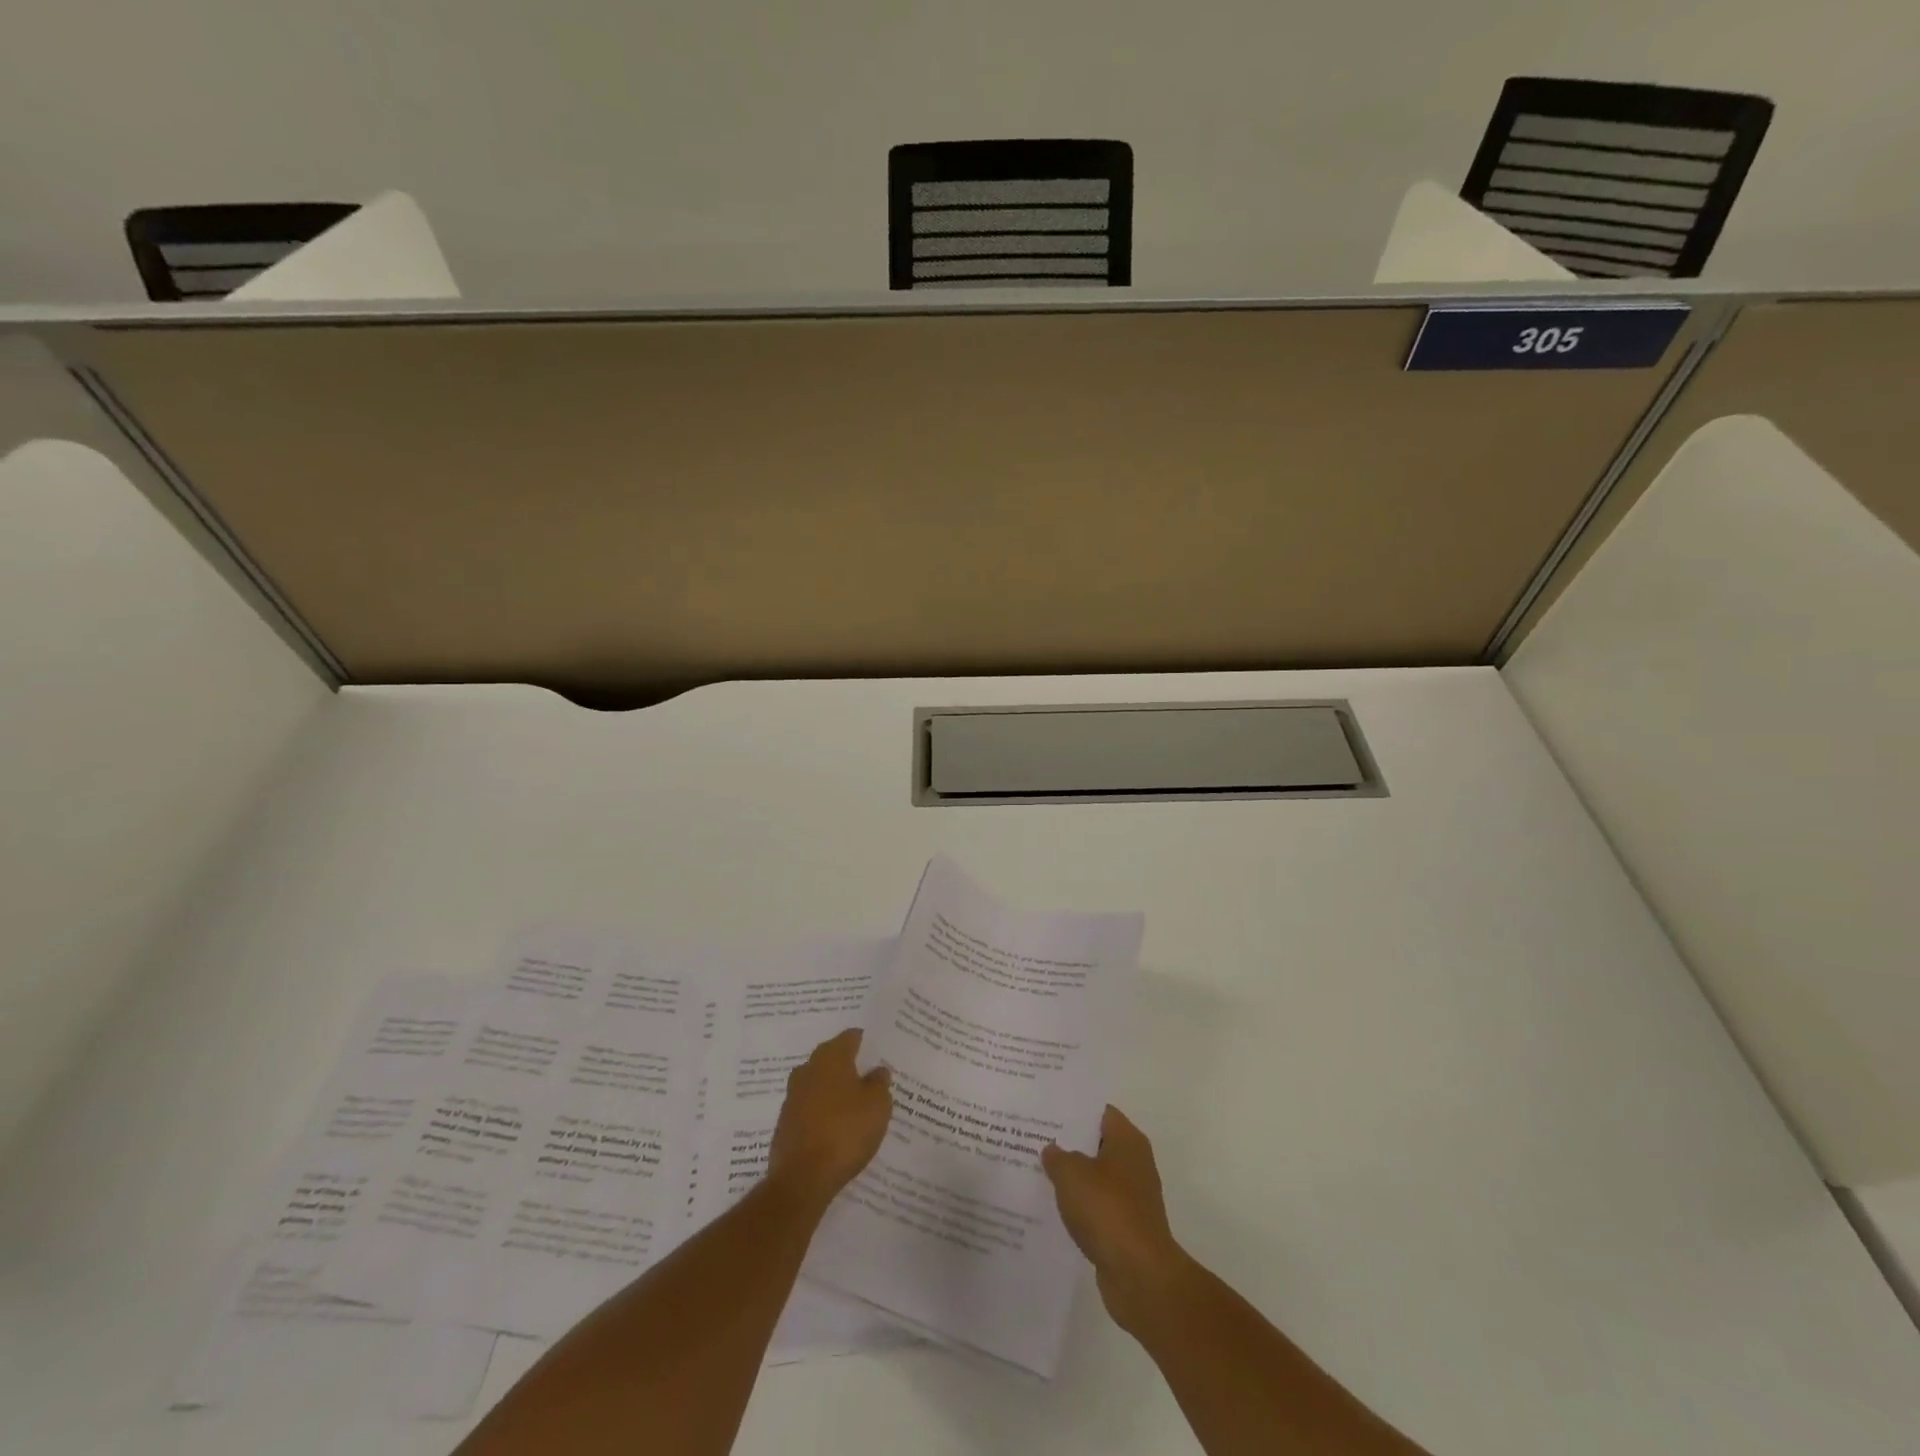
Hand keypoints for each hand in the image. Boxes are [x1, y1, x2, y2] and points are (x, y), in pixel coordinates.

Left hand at [767, 1028, 893, 1211]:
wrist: (802, 1178)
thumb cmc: (845, 1131)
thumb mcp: (877, 1105)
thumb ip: (879, 1083)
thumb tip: (877, 1070)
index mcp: (831, 1057)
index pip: (850, 1037)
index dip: (867, 1043)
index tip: (879, 1052)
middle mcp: (808, 1069)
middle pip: (832, 1058)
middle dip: (850, 1066)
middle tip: (871, 1078)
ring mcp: (793, 1097)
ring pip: (819, 1084)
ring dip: (835, 1090)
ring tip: (856, 1105)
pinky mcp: (786, 1123)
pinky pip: (810, 1108)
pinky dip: (823, 1112)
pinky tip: (837, 1128)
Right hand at [1042, 1105, 1187, 1333]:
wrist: (1139, 1275)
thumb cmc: (1107, 1210)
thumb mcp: (1072, 1174)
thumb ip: (1057, 1156)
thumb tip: (1052, 1150)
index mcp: (1127, 1140)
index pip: (1099, 1112)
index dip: (1073, 1109)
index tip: (1045, 1110)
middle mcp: (1134, 1163)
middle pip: (1097, 1144)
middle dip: (1068, 1143)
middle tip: (1033, 1138)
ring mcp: (1132, 1197)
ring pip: (1095, 1177)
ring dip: (1072, 1177)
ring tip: (1037, 1171)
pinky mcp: (1126, 1227)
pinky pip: (1097, 1207)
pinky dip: (1079, 1206)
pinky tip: (1053, 1208)